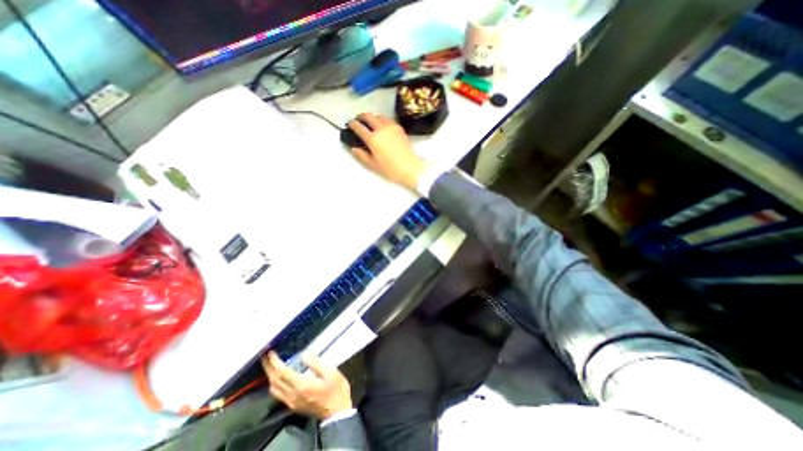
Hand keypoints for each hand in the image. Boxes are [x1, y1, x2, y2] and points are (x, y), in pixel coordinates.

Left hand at [262, 350, 351, 421]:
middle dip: (268, 368)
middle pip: (274, 381)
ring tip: (270, 364)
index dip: (274, 362)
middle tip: (265, 356)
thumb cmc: (336, 390)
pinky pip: (278, 394)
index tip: (270, 352)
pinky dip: (274, 383)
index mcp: (301, 385)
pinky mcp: (293, 405)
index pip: (282, 373)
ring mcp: (291, 402)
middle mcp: (292, 395)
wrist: (337, 412)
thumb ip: (316, 363)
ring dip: (270, 376)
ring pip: (274, 389)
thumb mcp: (331, 372)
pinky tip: (278, 378)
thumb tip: (303, 355)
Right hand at [348, 112, 429, 191]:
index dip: (352, 124)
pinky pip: (388, 119)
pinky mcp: (399, 128)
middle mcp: (381, 129)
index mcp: (373, 139)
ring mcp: (391, 127)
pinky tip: (382, 127)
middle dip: (361, 117)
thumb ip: (361, 155)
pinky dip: (382, 120)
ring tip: (371, 124)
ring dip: (372, 118)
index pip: (358, 126)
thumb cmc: (391, 169)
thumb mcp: (373, 165)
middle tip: (359, 121)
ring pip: (378, 115)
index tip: (350, 125)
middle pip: (368, 116)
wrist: (411, 168)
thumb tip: (354, 148)